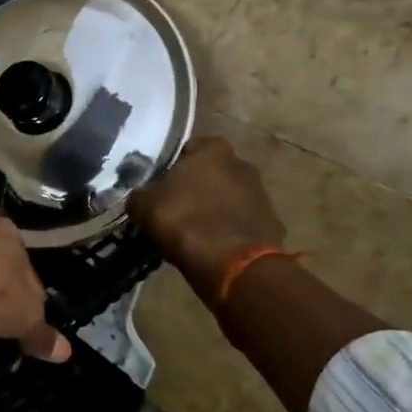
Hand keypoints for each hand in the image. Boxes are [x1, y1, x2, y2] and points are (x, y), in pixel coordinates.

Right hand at [127, 137, 286, 299]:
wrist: (232, 264)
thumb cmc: (184, 220)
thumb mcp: (144, 205)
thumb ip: (141, 194)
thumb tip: (139, 195)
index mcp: (212, 150)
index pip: (189, 147)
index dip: (172, 164)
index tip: (159, 182)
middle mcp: (242, 164)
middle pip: (212, 171)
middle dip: (196, 185)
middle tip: (174, 205)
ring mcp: (261, 195)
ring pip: (229, 196)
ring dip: (214, 208)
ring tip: (192, 229)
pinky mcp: (272, 224)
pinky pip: (241, 222)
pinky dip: (228, 230)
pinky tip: (212, 246)